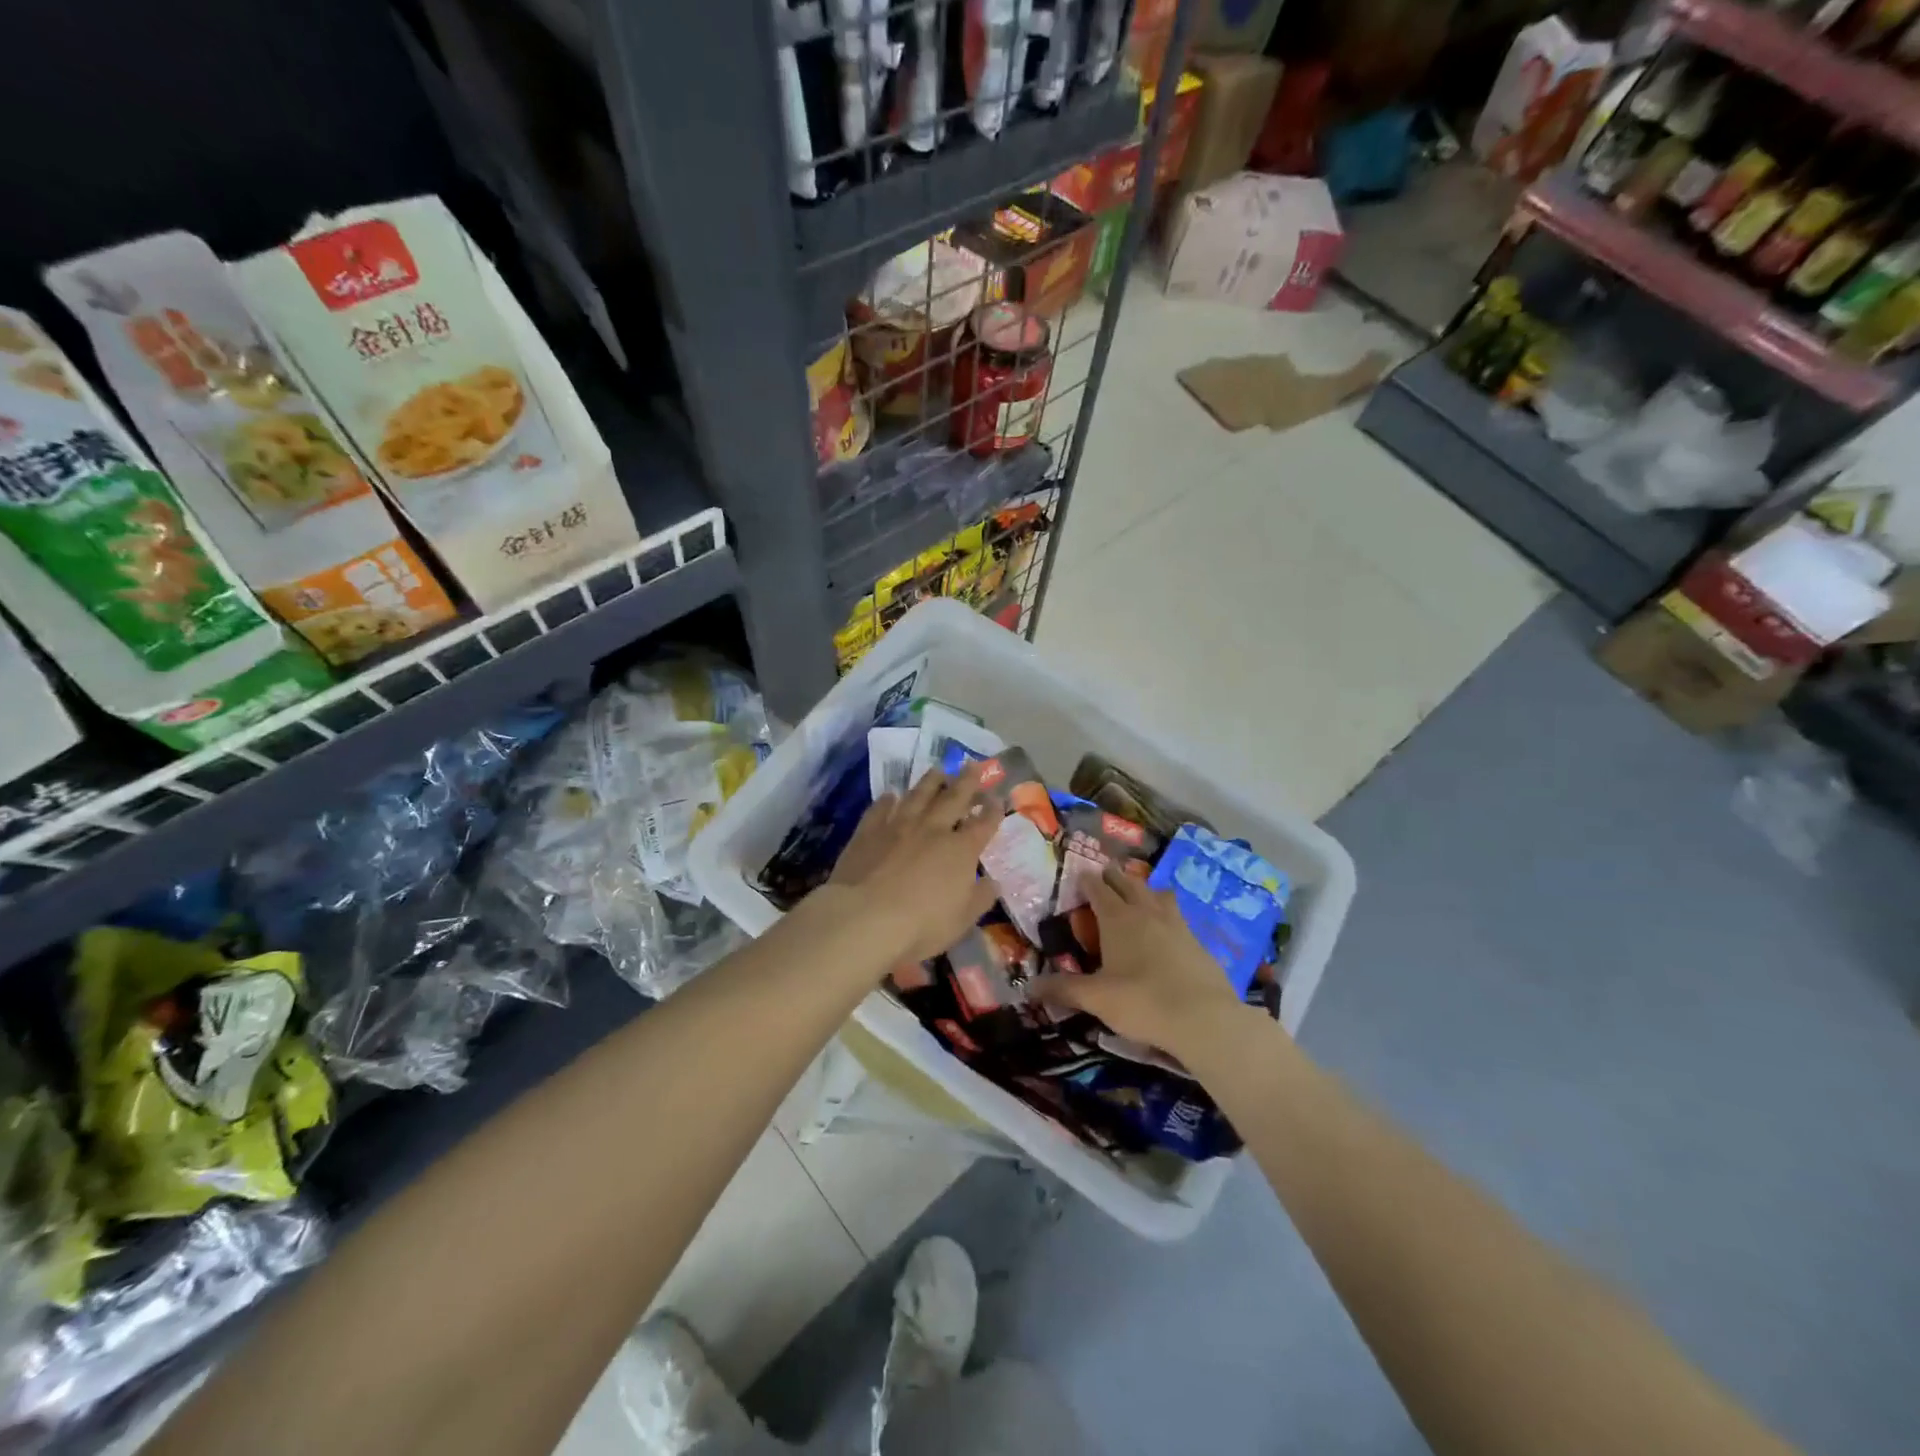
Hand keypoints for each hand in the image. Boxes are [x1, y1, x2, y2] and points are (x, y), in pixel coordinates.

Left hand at [824, 764, 999, 966]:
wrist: (864, 918)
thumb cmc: (921, 925)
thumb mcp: (962, 920)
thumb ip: (980, 897)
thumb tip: (993, 881)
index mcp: (961, 850)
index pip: (983, 823)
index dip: (993, 810)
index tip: (997, 798)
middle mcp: (932, 829)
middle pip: (953, 798)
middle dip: (967, 781)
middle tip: (973, 765)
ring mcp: (898, 826)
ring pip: (918, 795)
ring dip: (931, 781)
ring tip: (938, 770)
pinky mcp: (868, 832)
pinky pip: (881, 809)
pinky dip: (888, 800)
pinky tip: (891, 794)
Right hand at [1031, 867, 1255, 1061]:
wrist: (1204, 1018)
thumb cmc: (1142, 1002)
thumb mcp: (1096, 998)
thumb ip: (1063, 989)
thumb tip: (1028, 987)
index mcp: (1117, 919)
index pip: (1098, 889)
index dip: (1087, 880)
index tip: (1080, 873)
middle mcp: (1146, 912)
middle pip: (1128, 883)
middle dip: (1114, 877)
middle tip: (1104, 874)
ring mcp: (1176, 923)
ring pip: (1157, 893)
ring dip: (1144, 888)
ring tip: (1138, 893)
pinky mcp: (1197, 940)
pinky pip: (1177, 914)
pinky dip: (1166, 911)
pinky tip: (1167, 926)